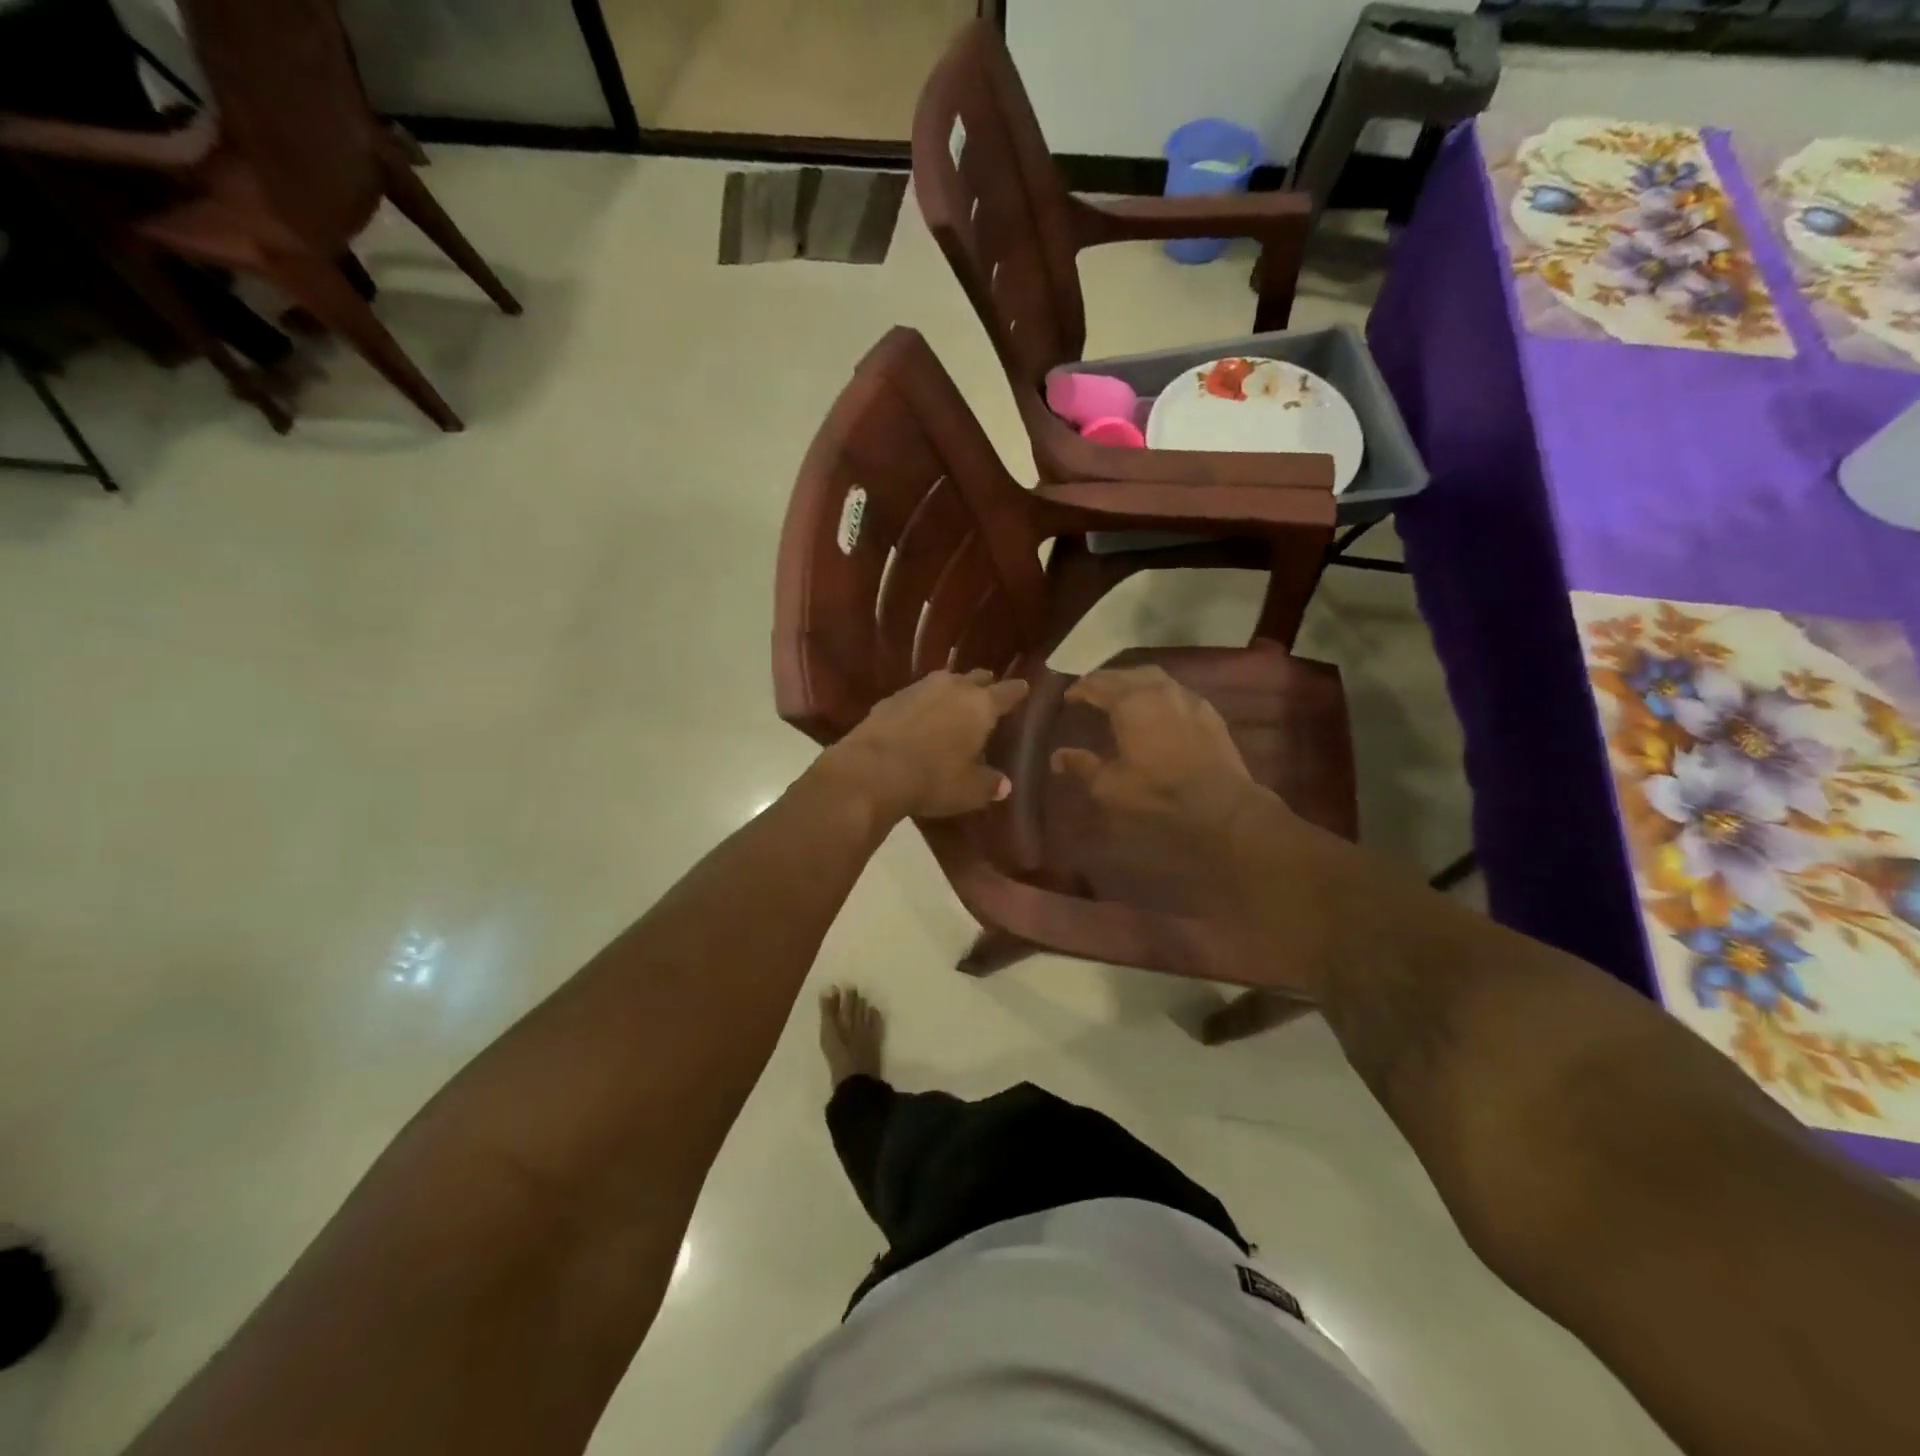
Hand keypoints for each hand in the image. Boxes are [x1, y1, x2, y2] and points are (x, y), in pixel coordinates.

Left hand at [818, 669, 1029, 821]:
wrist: (872, 770)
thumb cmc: (933, 779)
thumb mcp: (969, 791)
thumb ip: (990, 784)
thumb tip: (1004, 784)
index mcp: (980, 705)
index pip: (1008, 691)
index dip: (1018, 691)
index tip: (1025, 688)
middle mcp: (953, 687)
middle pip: (977, 677)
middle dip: (985, 685)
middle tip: (990, 697)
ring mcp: (919, 688)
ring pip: (945, 681)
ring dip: (953, 691)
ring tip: (955, 705)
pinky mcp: (891, 697)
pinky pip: (917, 695)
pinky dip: (924, 703)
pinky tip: (921, 718)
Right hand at [1049, 666, 1267, 836]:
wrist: (1220, 801)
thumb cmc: (1158, 792)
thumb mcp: (1110, 785)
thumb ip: (1082, 765)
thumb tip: (1057, 757)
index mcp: (1128, 702)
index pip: (1096, 685)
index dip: (1079, 688)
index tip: (1069, 696)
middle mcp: (1156, 689)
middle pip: (1123, 674)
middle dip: (1103, 679)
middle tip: (1091, 690)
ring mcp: (1185, 696)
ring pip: (1152, 676)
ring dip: (1131, 680)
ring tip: (1122, 693)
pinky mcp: (1206, 708)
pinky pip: (1174, 689)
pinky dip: (1157, 691)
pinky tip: (1157, 706)